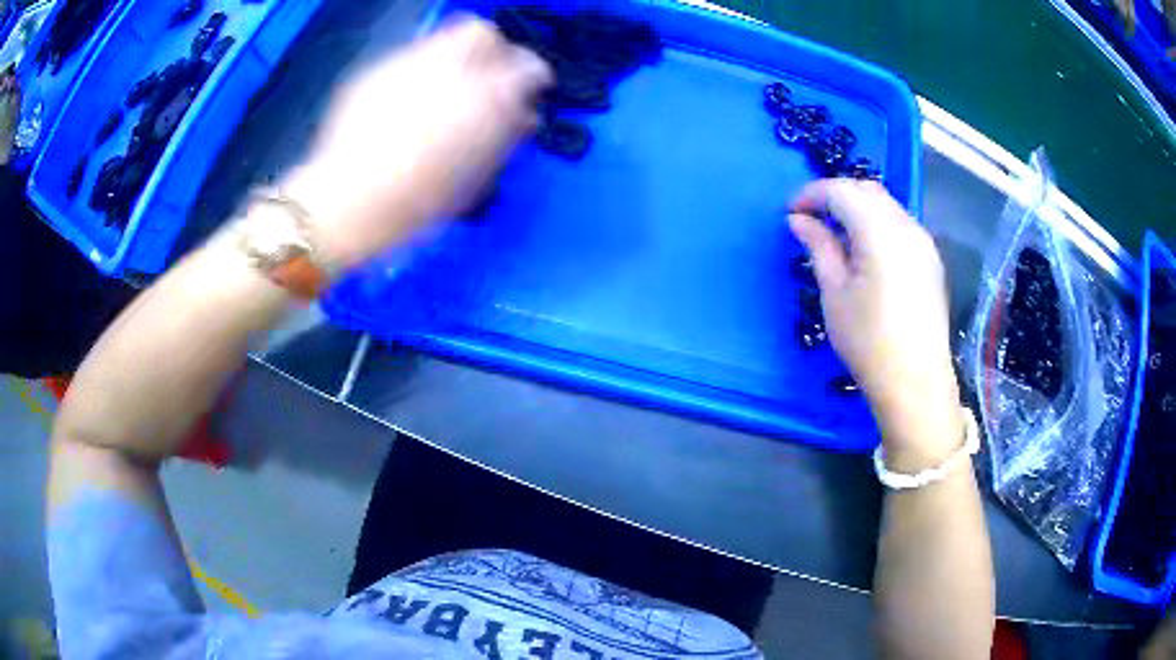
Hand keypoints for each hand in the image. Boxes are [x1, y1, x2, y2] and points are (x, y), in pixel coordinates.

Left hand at [283, 18, 551, 267]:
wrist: (349, 201)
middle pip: (482, 32)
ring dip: (453, 60)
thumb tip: (524, 115)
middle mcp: (450, 67)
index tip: (527, 92)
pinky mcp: (374, 72)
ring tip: (444, 92)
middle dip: (492, 51)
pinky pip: (407, 60)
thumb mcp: (476, 175)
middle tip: (486, 79)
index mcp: (486, 96)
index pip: (529, 66)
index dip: (532, 77)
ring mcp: (406, 64)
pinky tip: (406, 104)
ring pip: (441, 40)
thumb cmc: (420, 200)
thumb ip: (506, 136)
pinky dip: (418, 74)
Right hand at [789, 180, 962, 468]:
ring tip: (837, 235)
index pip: (841, 191)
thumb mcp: (834, 294)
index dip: (812, 194)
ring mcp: (924, 242)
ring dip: (858, 209)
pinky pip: (900, 225)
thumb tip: (799, 220)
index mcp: (880, 231)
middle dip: (836, 196)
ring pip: (886, 206)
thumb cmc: (868, 341)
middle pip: (867, 191)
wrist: (916, 383)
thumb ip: (819, 247)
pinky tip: (866, 251)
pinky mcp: (931, 260)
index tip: (791, 212)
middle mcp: (907, 226)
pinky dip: (878, 224)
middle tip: (812, 220)